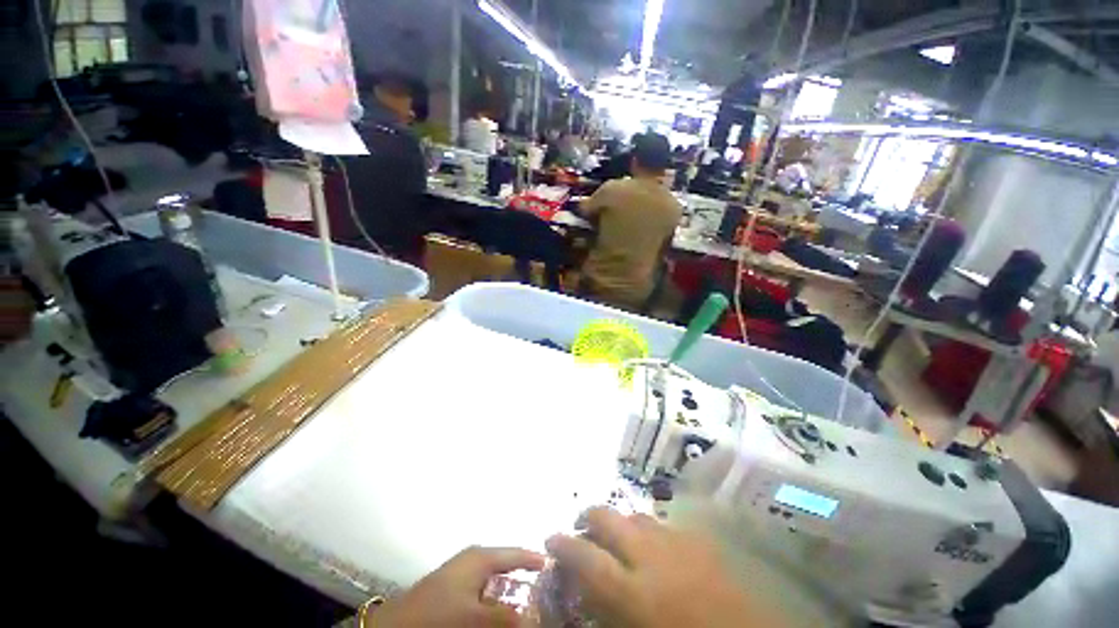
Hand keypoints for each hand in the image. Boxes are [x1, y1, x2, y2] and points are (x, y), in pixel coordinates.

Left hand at [373, 547, 544, 627]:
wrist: (395, 626)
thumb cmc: (438, 614)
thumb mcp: (474, 616)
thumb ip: (505, 617)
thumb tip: (535, 618)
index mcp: (480, 557)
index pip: (516, 553)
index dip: (536, 560)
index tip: (556, 567)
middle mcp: (474, 560)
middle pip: (507, 567)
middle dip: (525, 581)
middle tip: (545, 594)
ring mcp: (463, 574)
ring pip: (496, 582)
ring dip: (510, 594)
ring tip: (527, 606)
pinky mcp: (454, 589)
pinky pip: (484, 592)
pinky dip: (495, 601)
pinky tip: (501, 613)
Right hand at [546, 508, 786, 627]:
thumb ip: (607, 610)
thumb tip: (586, 590)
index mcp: (634, 591)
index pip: (585, 557)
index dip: (563, 544)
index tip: (551, 538)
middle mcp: (651, 555)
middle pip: (608, 518)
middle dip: (588, 517)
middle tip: (580, 528)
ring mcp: (676, 541)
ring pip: (634, 515)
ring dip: (618, 521)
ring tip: (613, 535)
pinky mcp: (697, 538)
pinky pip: (661, 522)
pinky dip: (646, 528)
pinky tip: (650, 544)